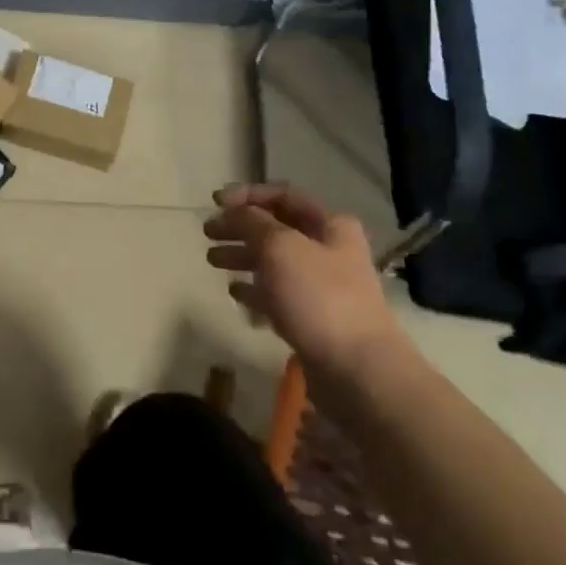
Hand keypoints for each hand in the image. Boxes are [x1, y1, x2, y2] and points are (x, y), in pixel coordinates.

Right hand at [203, 184, 409, 387]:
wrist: (358, 370)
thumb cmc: (319, 297)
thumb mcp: (280, 247)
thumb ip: (252, 222)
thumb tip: (235, 212)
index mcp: (330, 225)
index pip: (283, 195)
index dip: (247, 194)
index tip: (215, 201)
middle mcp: (328, 250)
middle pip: (276, 228)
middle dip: (240, 226)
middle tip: (208, 233)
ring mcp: (322, 286)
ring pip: (274, 261)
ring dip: (242, 256)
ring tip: (212, 261)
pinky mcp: (312, 318)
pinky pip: (277, 295)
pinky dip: (255, 289)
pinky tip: (234, 292)